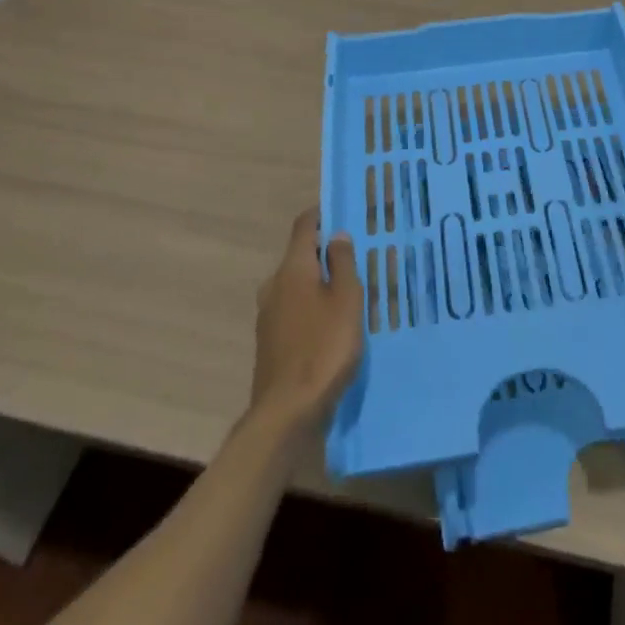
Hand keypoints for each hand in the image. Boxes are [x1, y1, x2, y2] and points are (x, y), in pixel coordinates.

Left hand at [250, 208, 363, 429]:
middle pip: (300, 257)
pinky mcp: (270, 342)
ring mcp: (268, 315)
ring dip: (319, 284)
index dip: (321, 216)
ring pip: (297, 286)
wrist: (287, 412)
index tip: (342, 212)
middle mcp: (274, 286)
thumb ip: (343, 264)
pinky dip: (312, 308)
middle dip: (325, 254)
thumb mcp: (347, 300)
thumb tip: (337, 235)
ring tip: (349, 293)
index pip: (303, 227)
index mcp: (292, 269)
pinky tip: (331, 325)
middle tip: (356, 258)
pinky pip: (294, 311)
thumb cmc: (324, 348)